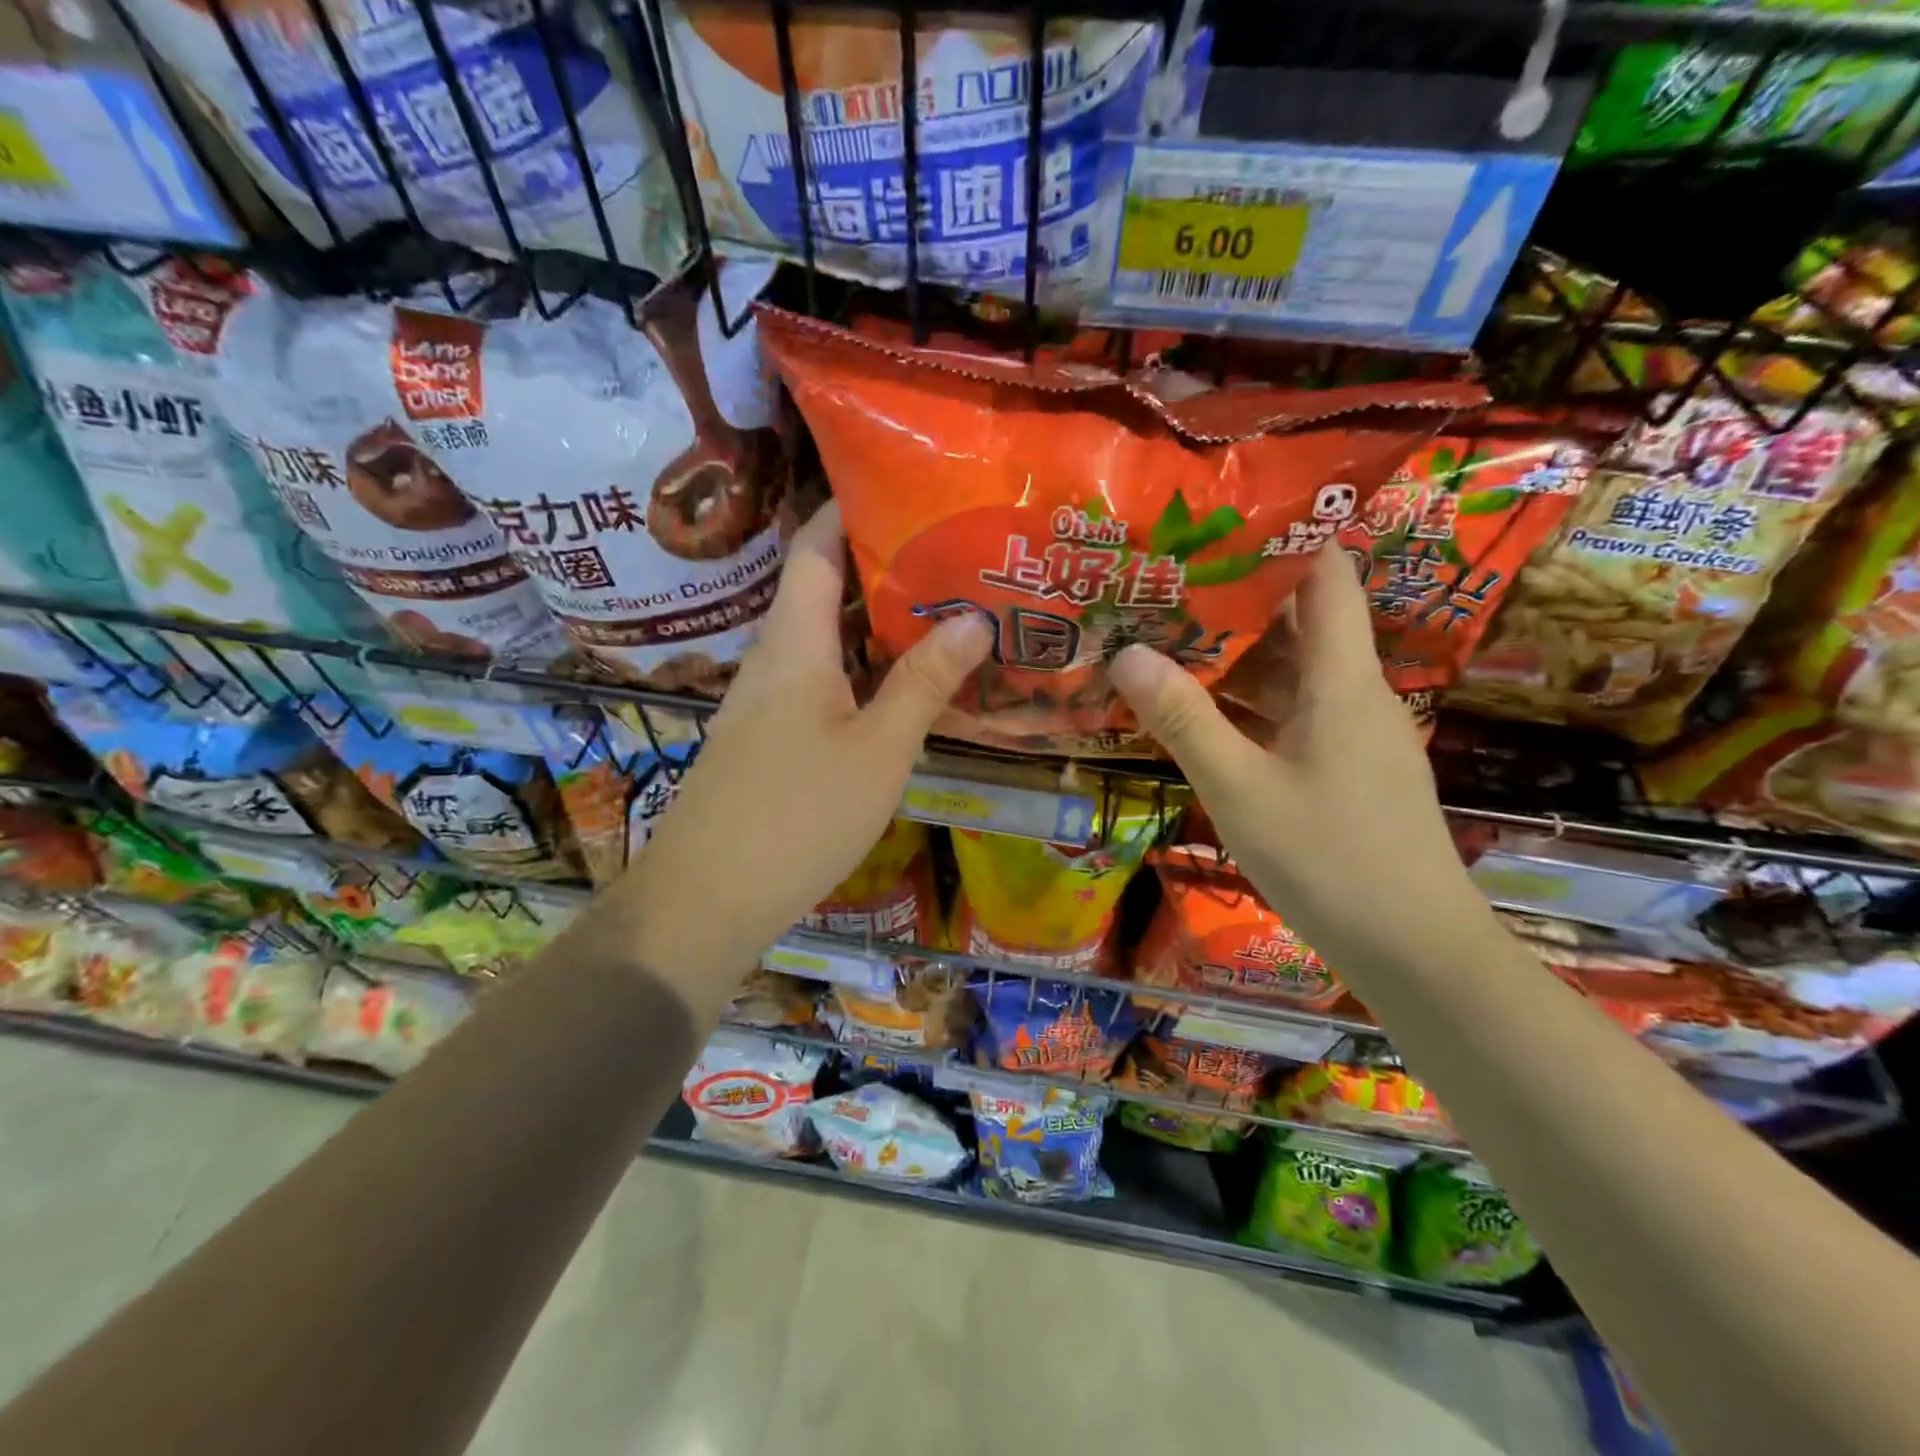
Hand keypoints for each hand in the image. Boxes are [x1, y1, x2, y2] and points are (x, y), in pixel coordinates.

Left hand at [621, 502, 991, 981]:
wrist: (707, 899)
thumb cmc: (797, 816)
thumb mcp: (878, 750)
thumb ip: (924, 683)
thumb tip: (975, 620)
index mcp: (794, 643)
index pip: (815, 548)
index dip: (850, 508)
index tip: (903, 486)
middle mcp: (775, 659)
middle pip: (824, 590)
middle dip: (884, 566)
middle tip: (952, 554)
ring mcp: (768, 701)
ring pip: (827, 641)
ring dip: (877, 622)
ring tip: (943, 609)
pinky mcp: (771, 738)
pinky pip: (823, 682)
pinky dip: (864, 669)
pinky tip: (903, 685)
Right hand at [1109, 544, 1488, 975]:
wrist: (1416, 952)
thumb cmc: (1330, 860)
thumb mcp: (1240, 788)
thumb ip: (1184, 719)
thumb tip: (1126, 652)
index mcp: (1343, 681)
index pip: (1327, 577)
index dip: (1282, 539)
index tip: (1216, 525)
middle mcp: (1356, 695)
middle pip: (1301, 624)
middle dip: (1236, 601)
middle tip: (1166, 585)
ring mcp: (1354, 735)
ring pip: (1293, 675)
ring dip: (1237, 659)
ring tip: (1167, 640)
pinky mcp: (1347, 770)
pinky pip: (1294, 716)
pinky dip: (1250, 706)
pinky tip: (1201, 715)